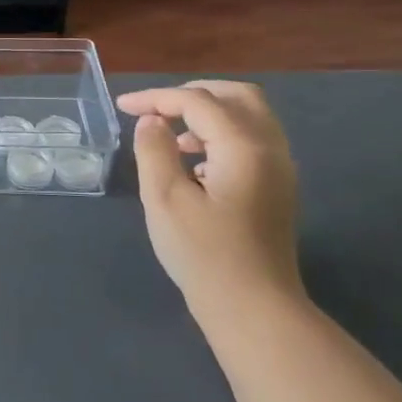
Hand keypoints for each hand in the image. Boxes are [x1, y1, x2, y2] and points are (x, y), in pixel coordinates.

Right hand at [118, 81, 304, 313]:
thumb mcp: (164, 199)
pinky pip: (252, 142)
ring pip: (249, 118)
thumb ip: (155, 151)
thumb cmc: (204, 253)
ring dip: (208, 114)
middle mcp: (270, 149)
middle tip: (155, 107)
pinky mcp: (276, 189)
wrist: (253, 307)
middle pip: (237, 96)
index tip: (122, 107)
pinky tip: (194, 165)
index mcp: (243, 146)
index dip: (157, 98)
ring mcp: (279, 170)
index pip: (198, 101)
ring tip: (170, 137)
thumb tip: (151, 122)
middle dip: (192, 94)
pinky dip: (220, 136)